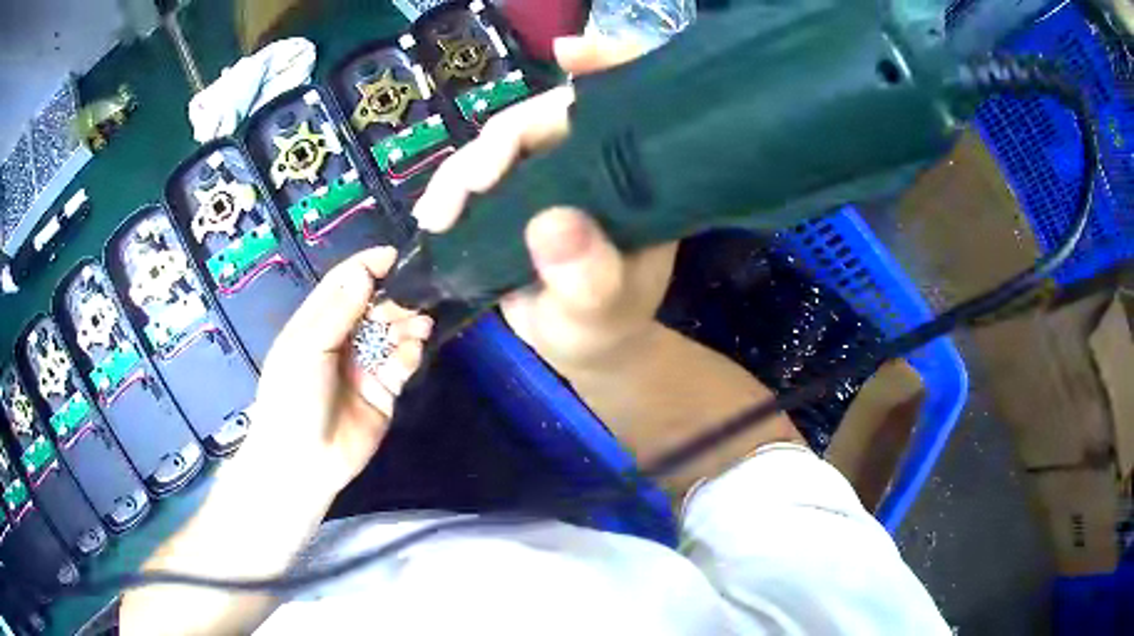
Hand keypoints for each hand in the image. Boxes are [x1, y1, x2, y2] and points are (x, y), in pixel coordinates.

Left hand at [244, 248, 433, 493]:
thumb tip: (364, 274)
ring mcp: (363, 366)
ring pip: (391, 334)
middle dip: (394, 299)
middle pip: (373, 308)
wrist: (302, 462)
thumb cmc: (292, 398)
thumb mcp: (307, 349)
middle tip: (415, 298)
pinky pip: (400, 364)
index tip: (395, 255)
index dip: (366, 267)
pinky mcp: (383, 392)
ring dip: (407, 325)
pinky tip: (411, 352)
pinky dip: (409, 354)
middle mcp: (341, 341)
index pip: (343, 285)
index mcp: (316, 325)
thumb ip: (338, 312)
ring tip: (420, 325)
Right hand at [413, 35, 676, 371]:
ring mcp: (555, 169)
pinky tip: (433, 215)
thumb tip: (553, 223)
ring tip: (437, 215)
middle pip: (548, 116)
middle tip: (468, 187)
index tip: (570, 54)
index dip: (607, 63)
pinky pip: (480, 171)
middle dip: (500, 142)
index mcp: (639, 175)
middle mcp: (599, 159)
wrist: (582, 343)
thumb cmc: (604, 326)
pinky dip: (452, 187)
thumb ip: (589, 278)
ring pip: (504, 141)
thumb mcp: (602, 312)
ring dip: (463, 170)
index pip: (632, 101)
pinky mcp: (518, 187)